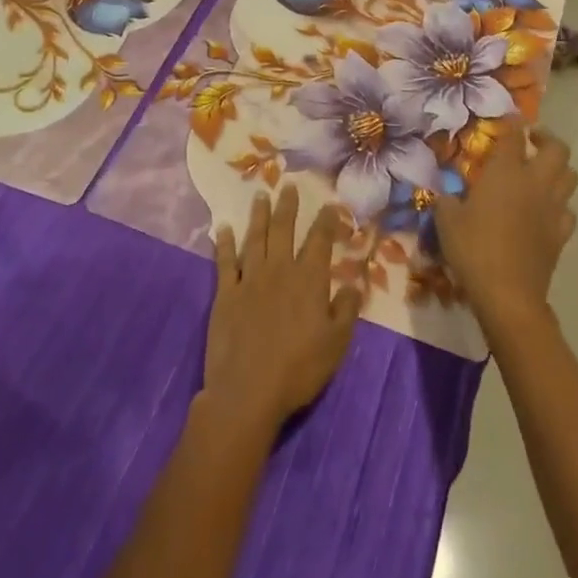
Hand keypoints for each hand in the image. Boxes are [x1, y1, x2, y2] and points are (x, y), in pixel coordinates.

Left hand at [202, 185, 362, 437]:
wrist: (248, 391)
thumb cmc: (299, 369)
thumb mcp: (337, 343)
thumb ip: (347, 309)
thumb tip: (354, 282)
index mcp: (308, 280)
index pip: (319, 241)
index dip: (325, 221)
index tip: (329, 204)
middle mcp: (279, 271)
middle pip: (284, 230)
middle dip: (288, 206)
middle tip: (288, 186)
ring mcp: (249, 280)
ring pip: (254, 238)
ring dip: (258, 215)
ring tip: (260, 195)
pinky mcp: (225, 294)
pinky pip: (225, 261)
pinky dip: (224, 242)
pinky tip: (222, 228)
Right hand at [434, 119, 577, 332]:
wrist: (508, 293)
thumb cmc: (473, 249)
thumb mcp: (446, 220)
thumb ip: (446, 200)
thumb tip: (444, 193)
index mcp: (505, 173)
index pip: (514, 136)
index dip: (512, 124)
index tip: (509, 119)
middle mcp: (535, 183)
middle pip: (557, 149)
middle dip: (547, 139)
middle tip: (532, 141)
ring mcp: (553, 208)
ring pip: (570, 177)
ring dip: (558, 169)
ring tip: (541, 173)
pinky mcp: (561, 234)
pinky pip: (568, 211)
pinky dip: (559, 205)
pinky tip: (546, 211)